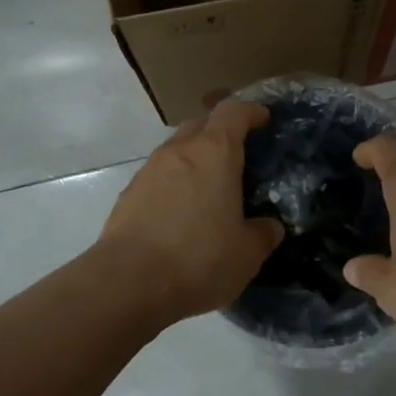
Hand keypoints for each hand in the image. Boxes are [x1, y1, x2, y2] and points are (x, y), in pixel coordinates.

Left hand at [93, 101, 284, 326]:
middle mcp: (179, 150)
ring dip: (195, 160)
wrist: (126, 284)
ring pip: (178, 150)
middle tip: (239, 158)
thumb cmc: (197, 259)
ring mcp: (149, 170)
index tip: (263, 120)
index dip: (251, 112)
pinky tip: (182, 215)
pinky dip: (174, 184)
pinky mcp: (129, 194)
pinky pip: (159, 176)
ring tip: (211, 190)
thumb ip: (263, 233)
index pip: (233, 111)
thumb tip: (268, 226)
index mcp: (214, 153)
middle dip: (221, 133)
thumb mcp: (247, 253)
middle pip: (202, 124)